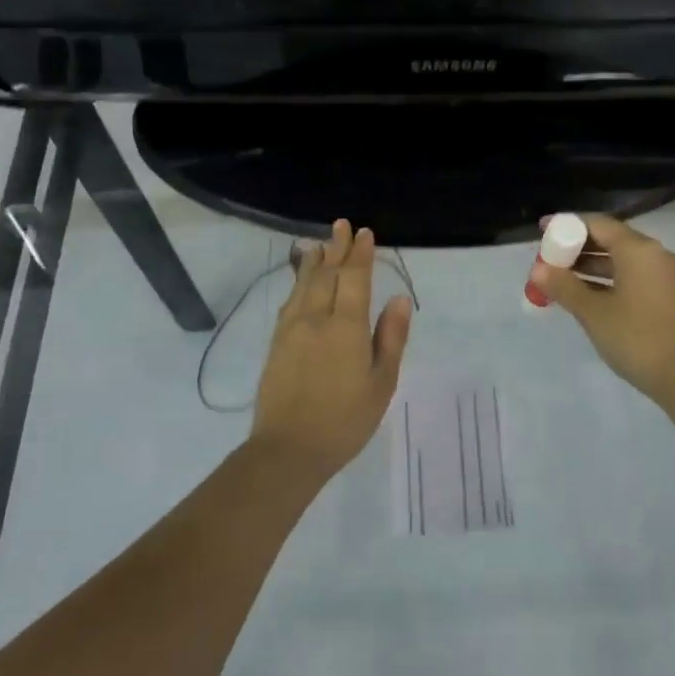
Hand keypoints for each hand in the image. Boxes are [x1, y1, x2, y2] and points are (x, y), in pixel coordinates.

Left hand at [251, 220, 411, 475]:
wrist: (288, 449)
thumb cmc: (345, 420)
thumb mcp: (381, 382)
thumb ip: (389, 337)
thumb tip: (398, 299)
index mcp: (345, 326)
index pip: (353, 278)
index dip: (360, 254)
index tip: (364, 233)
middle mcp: (315, 319)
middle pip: (326, 275)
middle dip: (336, 249)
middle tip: (342, 226)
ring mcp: (291, 330)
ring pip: (303, 285)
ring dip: (313, 262)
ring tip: (319, 244)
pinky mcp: (276, 344)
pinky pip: (289, 302)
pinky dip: (297, 284)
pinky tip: (299, 283)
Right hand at [531, 214, 674, 404]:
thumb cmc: (636, 338)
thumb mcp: (593, 313)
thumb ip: (564, 286)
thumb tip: (537, 270)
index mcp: (638, 249)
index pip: (597, 223)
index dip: (567, 224)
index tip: (543, 230)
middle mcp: (655, 254)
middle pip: (611, 239)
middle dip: (577, 247)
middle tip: (548, 259)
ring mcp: (665, 275)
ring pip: (622, 259)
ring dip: (591, 265)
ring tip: (560, 278)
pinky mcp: (669, 295)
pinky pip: (633, 275)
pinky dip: (608, 279)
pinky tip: (587, 294)